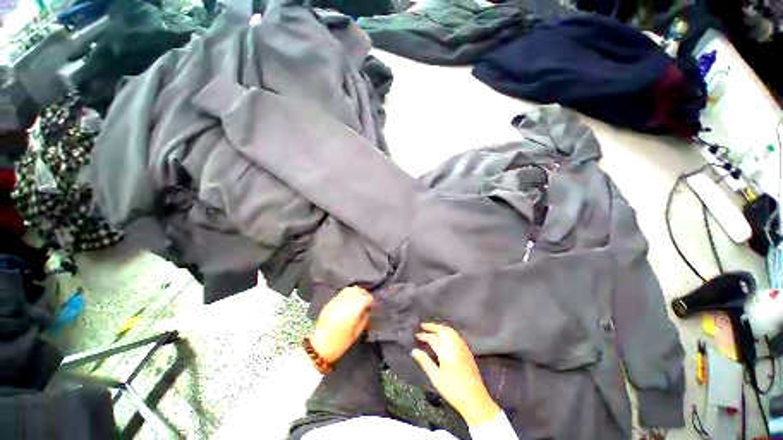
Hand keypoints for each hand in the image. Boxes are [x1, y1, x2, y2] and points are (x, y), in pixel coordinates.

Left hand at [310, 286, 371, 363]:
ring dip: (355, 292)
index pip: (365, 298)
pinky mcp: (329, 302)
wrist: (320, 346)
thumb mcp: (357, 332)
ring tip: (358, 299)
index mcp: (352, 312)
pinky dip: (347, 294)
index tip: (372, 303)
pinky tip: (348, 301)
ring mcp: (336, 301)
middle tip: (366, 300)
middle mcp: (344, 303)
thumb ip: (364, 318)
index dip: (370, 299)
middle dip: (363, 293)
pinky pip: (341, 293)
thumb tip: (367, 309)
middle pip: (357, 290)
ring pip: (349, 289)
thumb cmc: (341, 342)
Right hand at [411, 323, 500, 425]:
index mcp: (446, 351)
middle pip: (442, 330)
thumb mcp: (436, 378)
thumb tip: (414, 351)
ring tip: (432, 329)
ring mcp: (463, 347)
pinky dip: (448, 331)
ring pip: (450, 330)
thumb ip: (425, 362)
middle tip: (423, 326)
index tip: (417, 335)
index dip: (424, 335)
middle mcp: (455, 345)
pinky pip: (456, 335)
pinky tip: (445, 336)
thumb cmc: (453, 390)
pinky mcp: (467, 350)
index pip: (433, 338)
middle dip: (432, 326)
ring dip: (440, 328)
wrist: (475, 400)